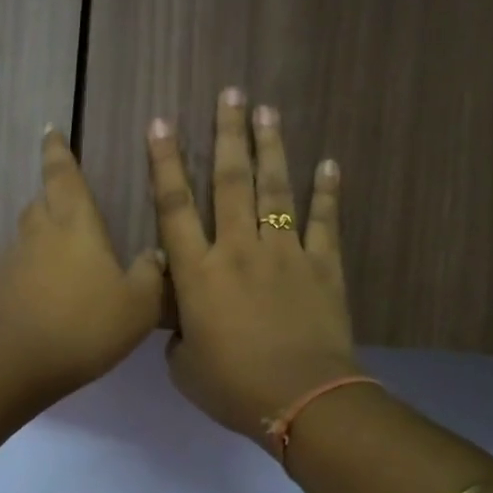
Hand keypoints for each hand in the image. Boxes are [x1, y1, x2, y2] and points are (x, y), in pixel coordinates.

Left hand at [0, 127, 165, 398]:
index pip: (63, 174)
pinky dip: (34, 270)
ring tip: (66, 253)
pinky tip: (50, 293)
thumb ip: (150, 276)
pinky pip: (20, 268)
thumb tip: (153, 256)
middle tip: (69, 200)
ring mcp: (14, 261)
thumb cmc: (84, 324)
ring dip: (44, 236)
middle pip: (42, 201)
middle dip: (53, 194)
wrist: (15, 362)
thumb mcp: (138, 305)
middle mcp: (40, 233)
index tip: (50, 131)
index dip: (57, 151)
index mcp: (74, 224)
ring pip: (29, 235)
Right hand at [146, 91, 358, 441]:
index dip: (165, 163)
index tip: (162, 123)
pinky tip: (329, 163)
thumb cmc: (233, 386)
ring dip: (271, 148)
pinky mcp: (322, 266)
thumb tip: (184, 325)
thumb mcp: (184, 368)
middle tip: (231, 93)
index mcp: (198, 274)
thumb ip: (178, 337)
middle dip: (228, 134)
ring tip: (268, 111)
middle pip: (230, 182)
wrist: (301, 398)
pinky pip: (324, 221)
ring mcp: (284, 254)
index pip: (174, 207)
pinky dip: (327, 192)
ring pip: (275, 190)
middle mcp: (238, 250)